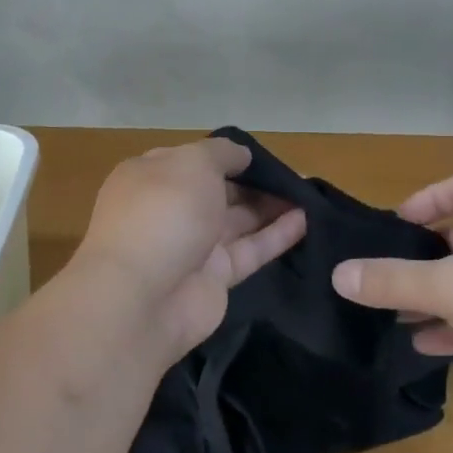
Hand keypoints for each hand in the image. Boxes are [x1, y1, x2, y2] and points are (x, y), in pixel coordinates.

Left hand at [72, 138, 305, 358]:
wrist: (141, 298)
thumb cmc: (164, 212)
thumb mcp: (193, 163)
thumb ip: (222, 154)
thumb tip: (242, 155)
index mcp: (152, 176)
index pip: (193, 160)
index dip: (226, 156)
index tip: (262, 155)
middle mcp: (171, 209)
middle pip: (219, 190)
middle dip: (254, 182)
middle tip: (296, 177)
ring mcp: (192, 245)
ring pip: (238, 221)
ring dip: (272, 206)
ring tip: (311, 194)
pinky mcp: (215, 278)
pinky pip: (251, 250)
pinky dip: (278, 235)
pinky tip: (308, 220)